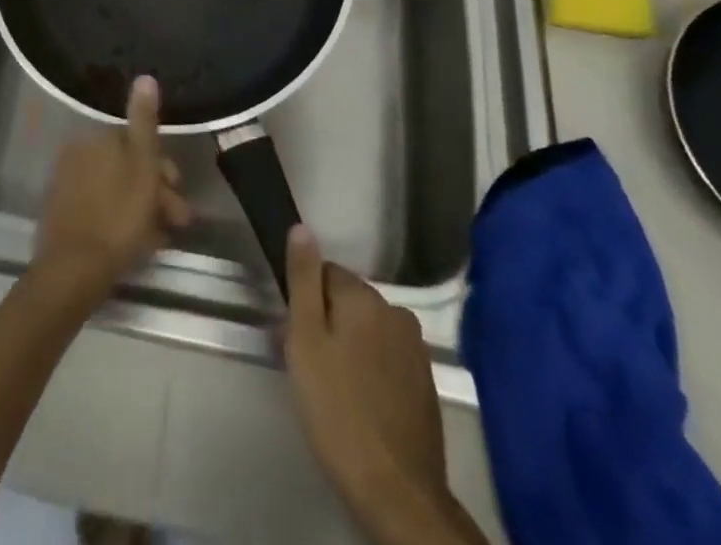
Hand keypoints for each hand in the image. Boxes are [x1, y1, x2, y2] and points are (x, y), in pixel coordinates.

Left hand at [32, 77, 191, 307]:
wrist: (73, 271)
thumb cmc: (118, 216)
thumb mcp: (142, 164)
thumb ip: (144, 121)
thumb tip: (145, 76)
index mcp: (96, 138)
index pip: (137, 143)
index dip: (163, 167)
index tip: (179, 191)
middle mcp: (77, 153)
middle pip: (126, 167)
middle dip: (156, 192)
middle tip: (178, 221)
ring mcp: (66, 185)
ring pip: (116, 190)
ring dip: (143, 209)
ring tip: (162, 239)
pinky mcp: (61, 214)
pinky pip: (100, 208)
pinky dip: (121, 221)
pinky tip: (139, 244)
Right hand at [285, 227, 482, 544]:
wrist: (397, 493)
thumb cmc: (338, 411)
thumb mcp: (305, 341)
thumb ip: (303, 280)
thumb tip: (301, 227)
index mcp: (365, 297)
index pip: (325, 272)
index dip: (305, 302)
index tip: (295, 336)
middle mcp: (395, 311)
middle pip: (348, 301)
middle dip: (327, 323)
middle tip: (309, 366)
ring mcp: (415, 348)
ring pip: (368, 330)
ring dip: (350, 346)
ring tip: (332, 388)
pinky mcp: (425, 382)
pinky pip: (387, 357)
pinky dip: (371, 369)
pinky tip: (360, 403)